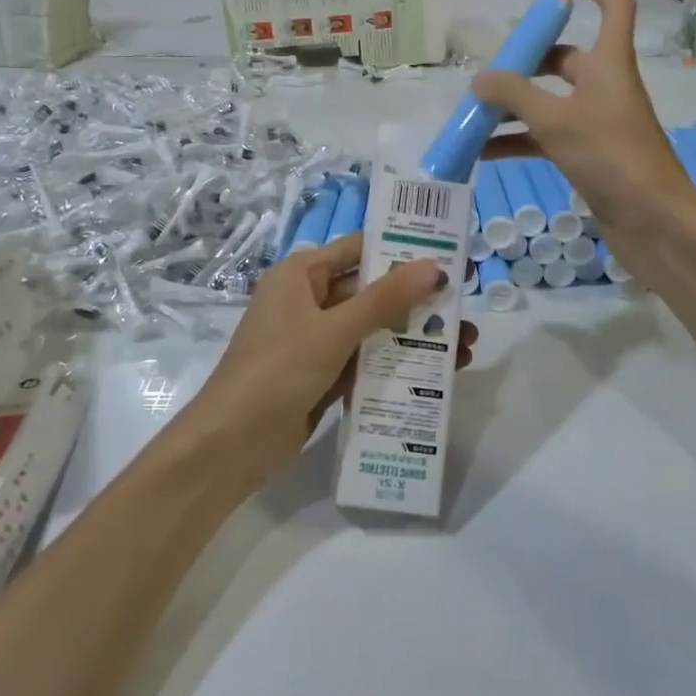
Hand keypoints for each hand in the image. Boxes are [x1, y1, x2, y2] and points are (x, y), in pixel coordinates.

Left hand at [183, 232, 477, 489]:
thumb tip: (433, 267)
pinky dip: (395, 363)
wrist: (231, 445)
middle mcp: (309, 301)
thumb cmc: (276, 371)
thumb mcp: (332, 331)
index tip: (448, 258)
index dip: (402, 251)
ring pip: (373, 329)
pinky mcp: (323, 375)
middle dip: (418, 302)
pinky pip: (366, 360)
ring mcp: (316, 340)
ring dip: (413, 336)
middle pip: (372, 291)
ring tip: (464, 348)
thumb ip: (384, 300)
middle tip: (465, 310)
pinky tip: (436, 373)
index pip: (358, 250)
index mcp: (301, 275)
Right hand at [472, 0, 695, 276]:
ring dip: (516, 107)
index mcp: (609, 65)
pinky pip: (549, 138)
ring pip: (551, 103)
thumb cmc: (611, 157)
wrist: (653, 221)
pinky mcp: (592, 157)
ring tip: (475, 114)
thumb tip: (480, 79)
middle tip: (491, 68)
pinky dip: (520, 141)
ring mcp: (599, 124)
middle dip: (528, 62)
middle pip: (567, 61)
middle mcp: (606, 88)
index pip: (614, 9)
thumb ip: (515, 95)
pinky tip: (485, 153)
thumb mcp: (556, 120)